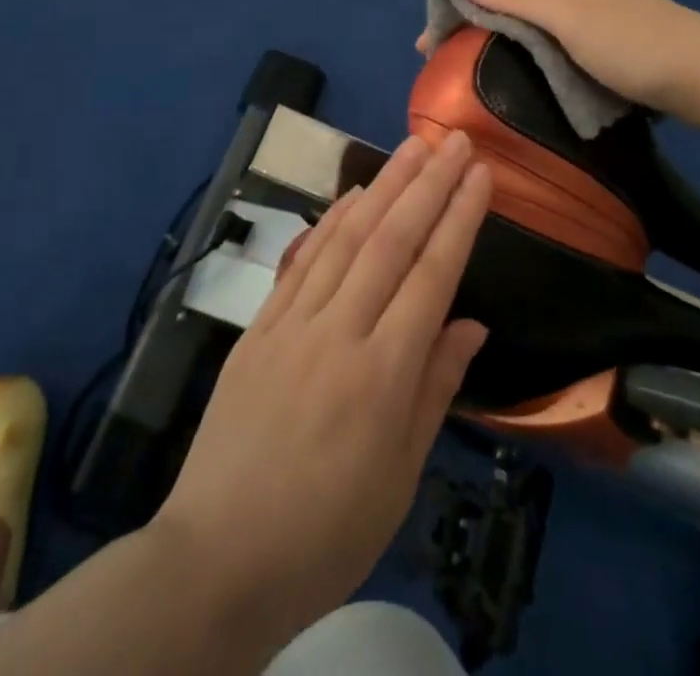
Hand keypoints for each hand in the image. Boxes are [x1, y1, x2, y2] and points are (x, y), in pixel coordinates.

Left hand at [152, 133, 491, 647]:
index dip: (459, 218)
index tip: (481, 175)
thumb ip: (436, 388)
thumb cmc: (327, 530)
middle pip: (391, 240)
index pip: (432, 275)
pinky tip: (352, 195)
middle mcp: (339, 332)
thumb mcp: (401, 475)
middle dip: (428, 184)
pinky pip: (302, 260)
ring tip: (411, 146)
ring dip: (382, 185)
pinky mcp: (259, 326)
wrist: (219, 558)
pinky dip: (330, 220)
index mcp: (383, 375)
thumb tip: (471, 324)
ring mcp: (293, 323)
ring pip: (346, 237)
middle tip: (455, 141)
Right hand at [426, 0, 699, 116]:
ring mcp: (595, 5)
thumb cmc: (628, 43)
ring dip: (503, 31)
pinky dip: (532, 42)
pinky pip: (555, 30)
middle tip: (445, 57)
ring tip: (477, 61)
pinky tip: (528, 61)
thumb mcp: (566, 15)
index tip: (428, 42)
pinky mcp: (611, 32)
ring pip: (535, 12)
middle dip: (476, 18)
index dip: (459, 5)